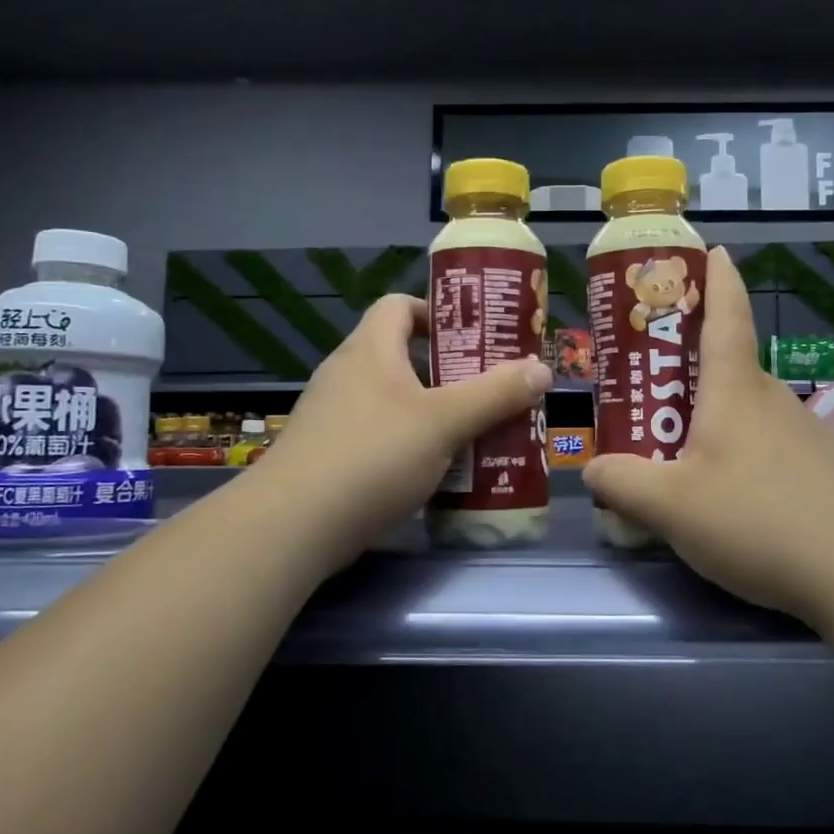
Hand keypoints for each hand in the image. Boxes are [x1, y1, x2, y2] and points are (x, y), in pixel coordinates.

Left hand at [245, 294, 550, 575]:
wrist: (292, 526)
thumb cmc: (372, 456)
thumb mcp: (444, 422)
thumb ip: (495, 394)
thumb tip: (541, 369)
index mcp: (369, 349)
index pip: (399, 306)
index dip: (437, 313)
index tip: (474, 338)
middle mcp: (346, 374)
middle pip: (401, 356)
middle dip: (449, 372)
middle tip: (490, 390)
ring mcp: (331, 417)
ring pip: (393, 402)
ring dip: (433, 413)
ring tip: (474, 433)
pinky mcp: (327, 456)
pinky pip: (378, 437)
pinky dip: (409, 446)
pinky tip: (436, 473)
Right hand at [583, 247, 833, 624]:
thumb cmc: (758, 518)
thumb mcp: (670, 506)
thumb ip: (622, 484)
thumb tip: (593, 470)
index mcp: (736, 390)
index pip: (727, 315)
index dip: (718, 280)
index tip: (715, 250)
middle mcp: (774, 401)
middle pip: (729, 368)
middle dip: (691, 367)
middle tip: (651, 384)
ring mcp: (806, 436)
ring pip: (748, 413)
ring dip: (713, 419)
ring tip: (678, 452)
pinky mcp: (825, 472)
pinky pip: (769, 449)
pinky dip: (741, 456)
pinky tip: (729, 498)